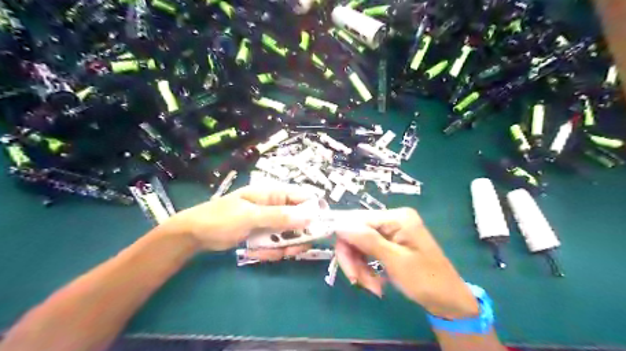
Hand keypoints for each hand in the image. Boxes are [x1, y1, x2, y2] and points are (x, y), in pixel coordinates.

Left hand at [163, 183, 315, 257]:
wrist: (196, 234)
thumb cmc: (221, 218)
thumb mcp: (251, 216)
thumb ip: (280, 216)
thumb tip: (311, 216)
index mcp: (274, 194)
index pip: (305, 197)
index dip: (315, 211)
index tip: (320, 228)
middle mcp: (276, 206)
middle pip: (301, 219)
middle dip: (298, 236)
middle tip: (291, 250)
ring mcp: (271, 221)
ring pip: (290, 234)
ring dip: (283, 246)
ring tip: (266, 252)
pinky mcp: (265, 234)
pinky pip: (278, 243)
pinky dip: (271, 251)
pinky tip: (257, 252)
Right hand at [332, 209, 479, 320]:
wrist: (449, 300)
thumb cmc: (426, 280)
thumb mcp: (395, 261)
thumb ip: (367, 240)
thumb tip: (339, 225)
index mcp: (396, 217)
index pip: (356, 220)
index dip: (344, 240)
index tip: (345, 266)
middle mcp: (391, 219)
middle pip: (355, 231)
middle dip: (352, 257)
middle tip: (356, 281)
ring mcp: (390, 230)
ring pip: (358, 243)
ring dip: (359, 266)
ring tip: (371, 286)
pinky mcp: (389, 242)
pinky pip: (367, 250)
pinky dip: (366, 267)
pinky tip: (374, 283)